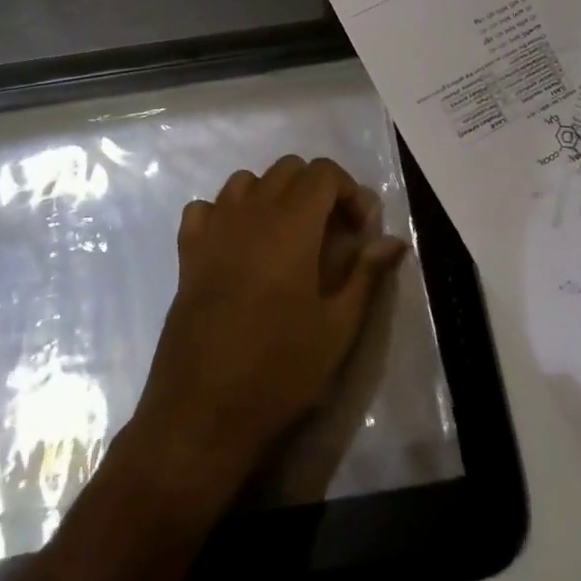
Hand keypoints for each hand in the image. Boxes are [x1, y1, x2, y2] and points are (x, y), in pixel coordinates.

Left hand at [131, 156, 407, 493]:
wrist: (203, 411)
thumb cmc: (279, 371)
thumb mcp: (337, 328)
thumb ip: (366, 274)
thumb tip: (393, 241)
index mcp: (291, 226)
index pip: (323, 172)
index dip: (349, 191)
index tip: (360, 230)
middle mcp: (250, 214)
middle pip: (287, 169)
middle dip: (316, 189)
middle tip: (332, 232)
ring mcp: (213, 230)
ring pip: (245, 181)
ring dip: (272, 195)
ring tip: (287, 235)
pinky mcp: (187, 252)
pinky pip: (206, 208)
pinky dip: (226, 212)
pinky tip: (238, 245)